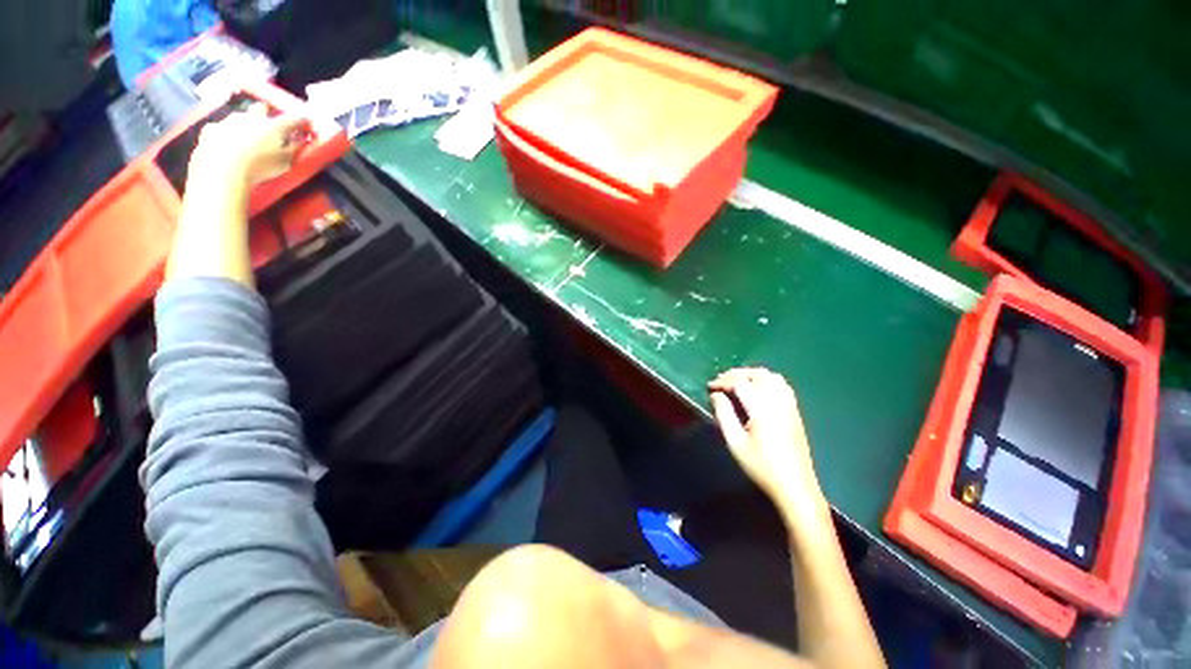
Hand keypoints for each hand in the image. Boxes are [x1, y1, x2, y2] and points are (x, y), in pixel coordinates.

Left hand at [187, 105, 307, 189]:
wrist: (221, 171)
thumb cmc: (260, 167)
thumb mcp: (285, 162)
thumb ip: (294, 149)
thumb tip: (300, 140)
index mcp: (273, 126)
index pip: (293, 118)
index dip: (301, 120)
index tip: (305, 123)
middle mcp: (251, 117)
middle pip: (261, 108)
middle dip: (267, 113)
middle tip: (270, 124)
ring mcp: (228, 121)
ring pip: (240, 116)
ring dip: (246, 123)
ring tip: (247, 138)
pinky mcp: (210, 130)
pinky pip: (221, 128)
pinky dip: (226, 134)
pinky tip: (226, 145)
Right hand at [708, 368, 828, 527]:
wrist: (795, 487)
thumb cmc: (761, 467)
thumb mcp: (735, 442)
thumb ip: (724, 414)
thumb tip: (716, 395)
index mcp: (762, 410)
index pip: (740, 383)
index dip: (723, 381)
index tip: (710, 386)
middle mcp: (778, 403)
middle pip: (759, 374)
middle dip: (737, 373)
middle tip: (722, 381)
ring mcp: (790, 406)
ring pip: (773, 377)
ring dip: (753, 375)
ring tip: (738, 383)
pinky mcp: (796, 412)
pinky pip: (782, 386)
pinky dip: (767, 381)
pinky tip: (758, 391)